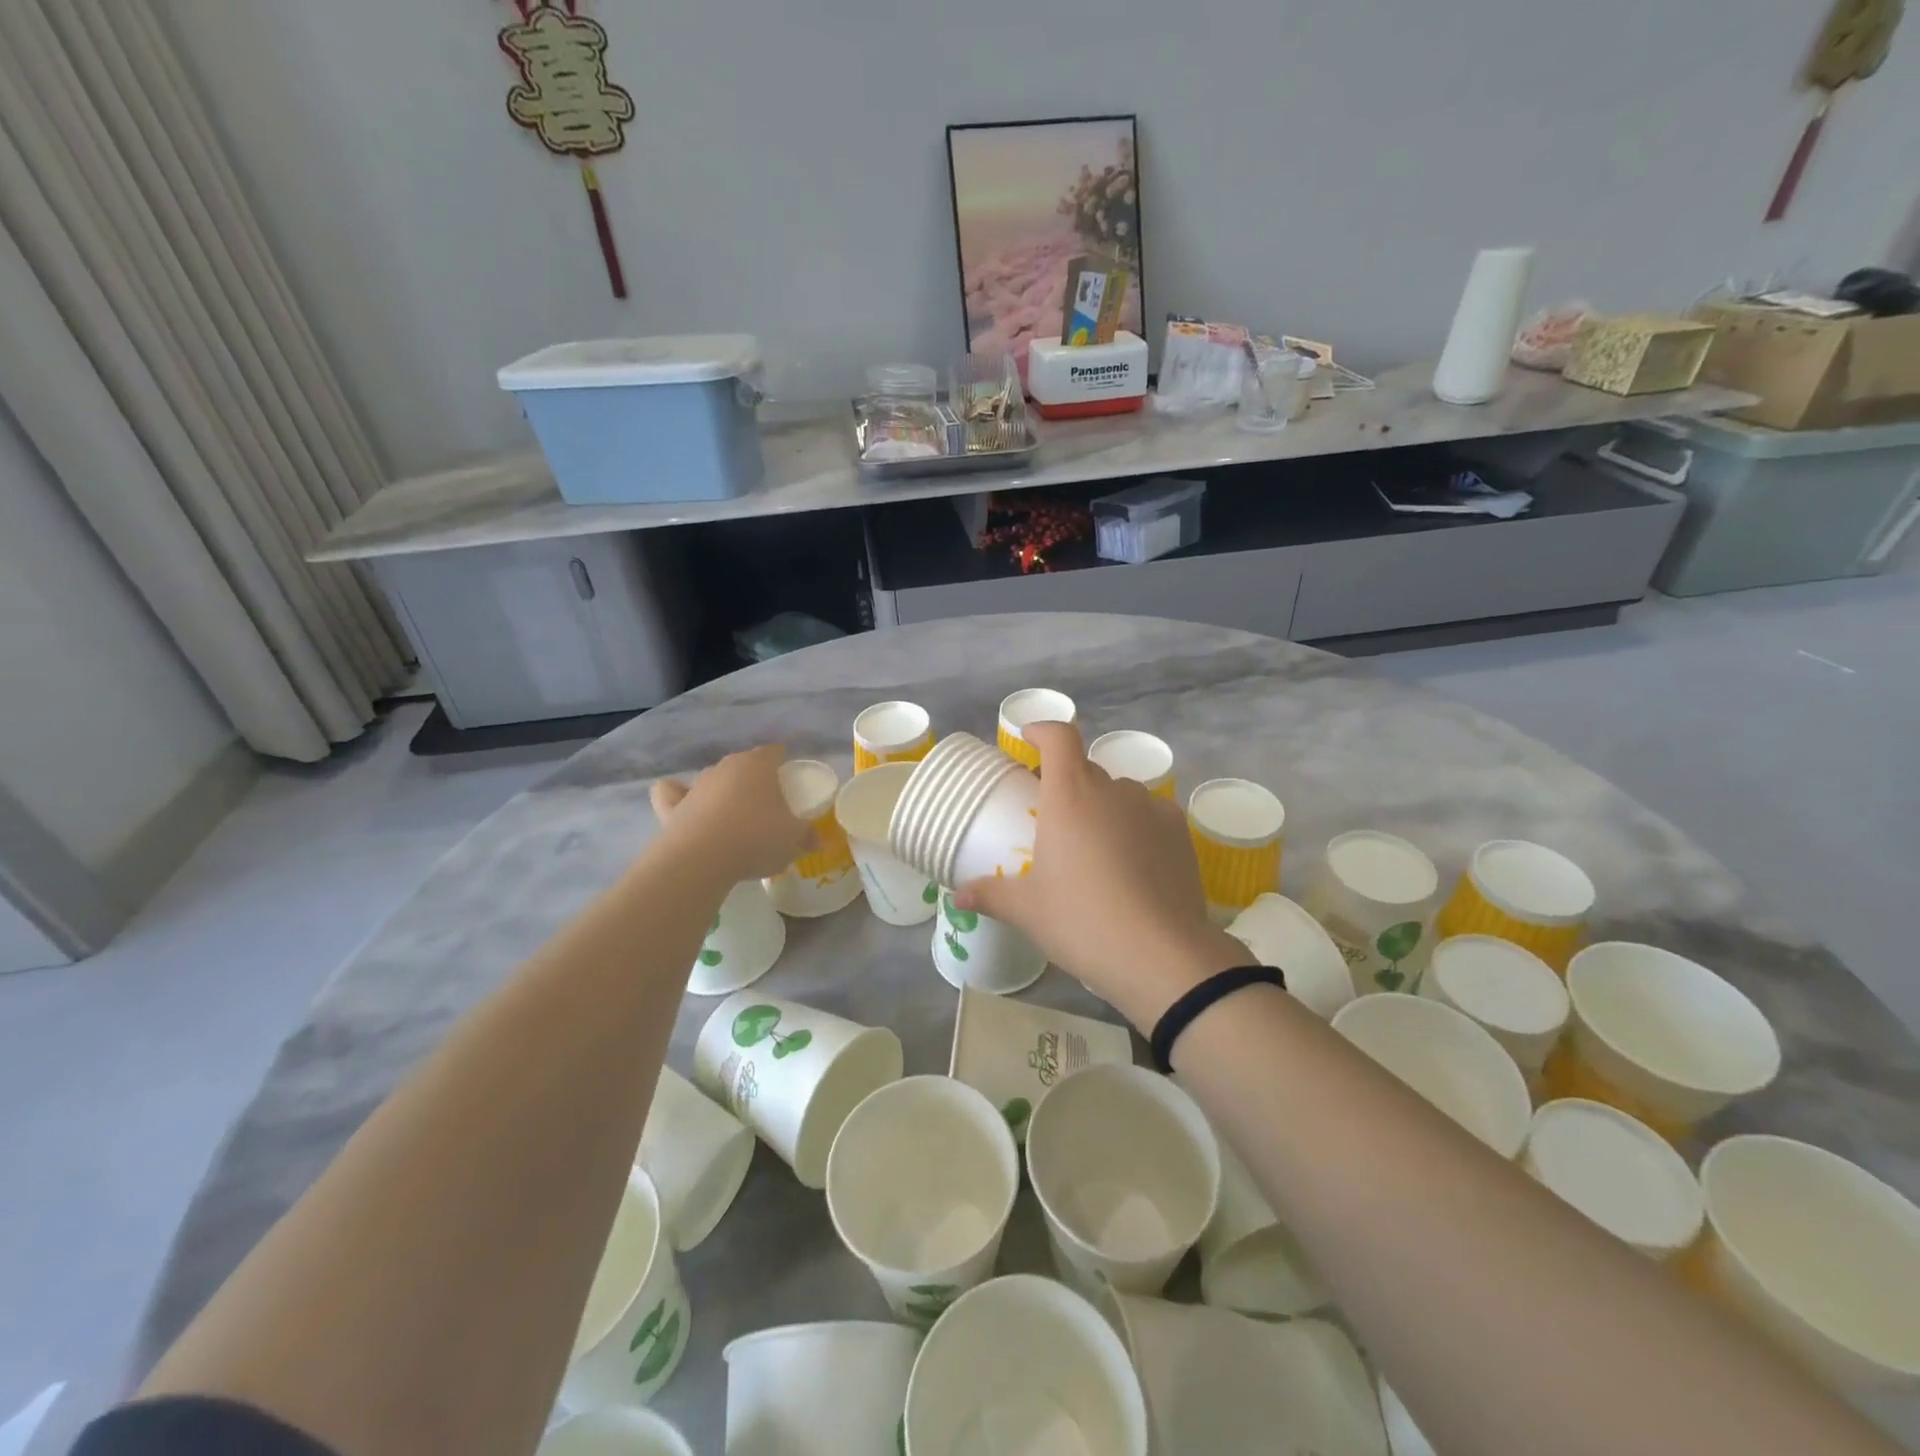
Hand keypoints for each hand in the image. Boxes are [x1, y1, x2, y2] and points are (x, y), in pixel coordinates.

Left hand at [649, 745, 811, 884]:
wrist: (701, 859)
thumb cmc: (756, 838)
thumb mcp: (794, 840)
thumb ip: (808, 836)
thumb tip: (820, 839)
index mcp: (758, 765)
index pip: (774, 752)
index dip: (783, 764)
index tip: (791, 782)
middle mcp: (726, 767)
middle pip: (744, 765)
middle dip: (755, 780)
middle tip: (768, 806)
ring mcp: (696, 785)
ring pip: (714, 779)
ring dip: (723, 792)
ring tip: (734, 817)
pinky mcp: (671, 806)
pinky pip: (672, 793)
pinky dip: (677, 796)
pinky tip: (685, 806)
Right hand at [954, 721, 1246, 1029]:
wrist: (1160, 954)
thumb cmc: (1082, 921)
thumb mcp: (1027, 910)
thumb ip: (990, 894)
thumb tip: (958, 896)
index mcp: (1070, 795)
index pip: (1060, 737)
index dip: (1044, 730)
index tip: (1030, 739)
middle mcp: (1112, 790)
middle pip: (1086, 769)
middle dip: (1068, 783)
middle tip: (1054, 819)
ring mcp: (1151, 808)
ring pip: (1120, 794)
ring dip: (1103, 807)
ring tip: (1095, 847)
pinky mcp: (1180, 832)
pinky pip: (1151, 815)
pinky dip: (1136, 826)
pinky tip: (1133, 862)